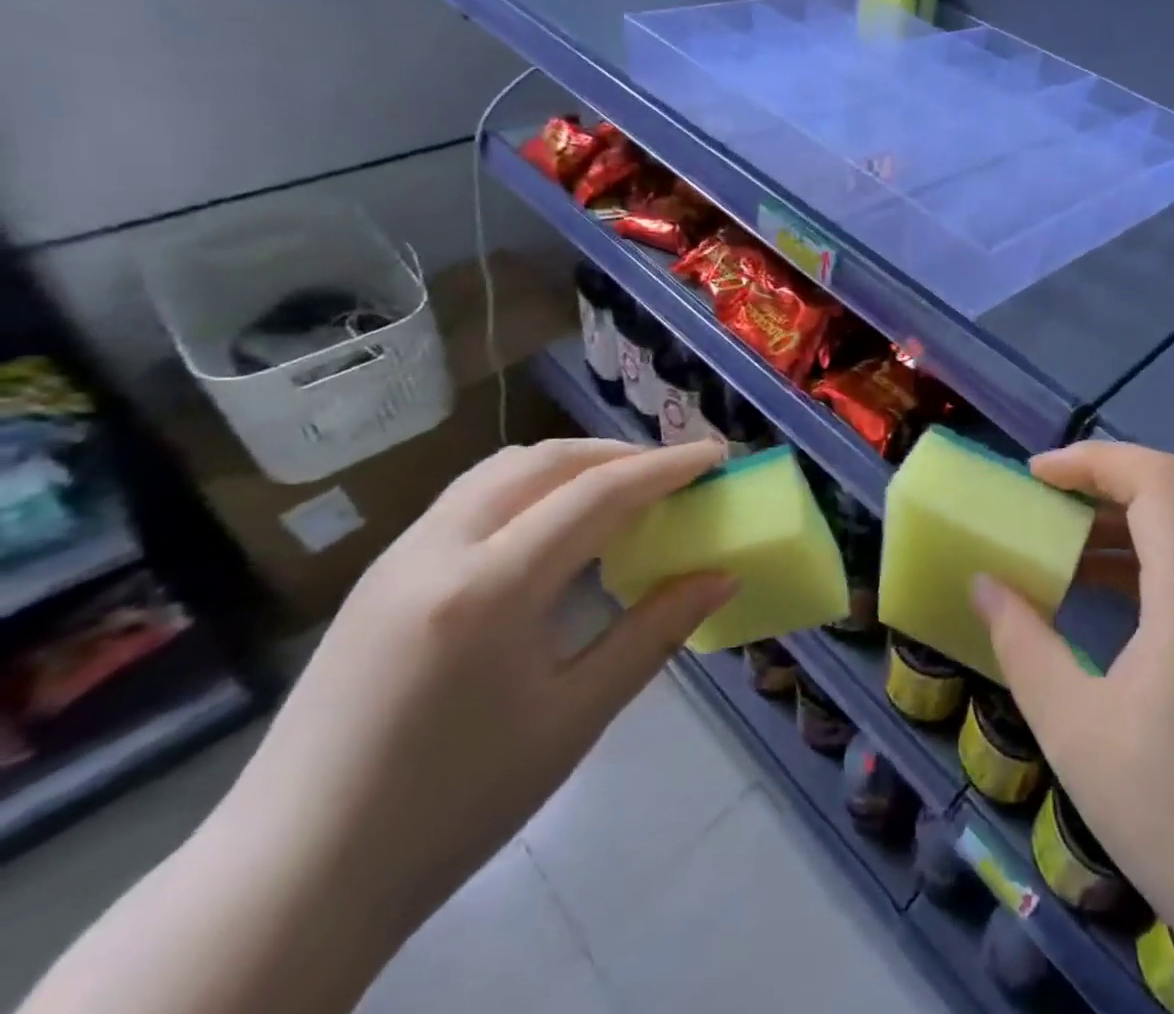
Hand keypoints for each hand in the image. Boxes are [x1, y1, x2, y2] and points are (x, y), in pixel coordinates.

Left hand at [219, 438, 734, 929]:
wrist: (293, 880)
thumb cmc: (453, 804)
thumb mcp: (574, 719)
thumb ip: (654, 633)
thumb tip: (721, 577)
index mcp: (489, 589)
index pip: (597, 494)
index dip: (666, 468)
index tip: (716, 455)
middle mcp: (438, 550)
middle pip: (545, 461)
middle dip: (618, 454)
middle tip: (671, 474)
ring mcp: (399, 557)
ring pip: (501, 470)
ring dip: (570, 464)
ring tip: (619, 490)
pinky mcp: (381, 576)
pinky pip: (470, 498)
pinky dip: (529, 487)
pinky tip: (552, 528)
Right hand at [972, 442, 1173, 1012]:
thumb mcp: (1076, 731)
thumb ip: (1023, 645)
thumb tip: (984, 585)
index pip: (1159, 477)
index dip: (1095, 459)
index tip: (1036, 477)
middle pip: (1169, 495)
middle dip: (1097, 486)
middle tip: (1035, 507)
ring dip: (1116, 524)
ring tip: (1056, 546)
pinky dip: (1140, 559)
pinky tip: (1097, 594)